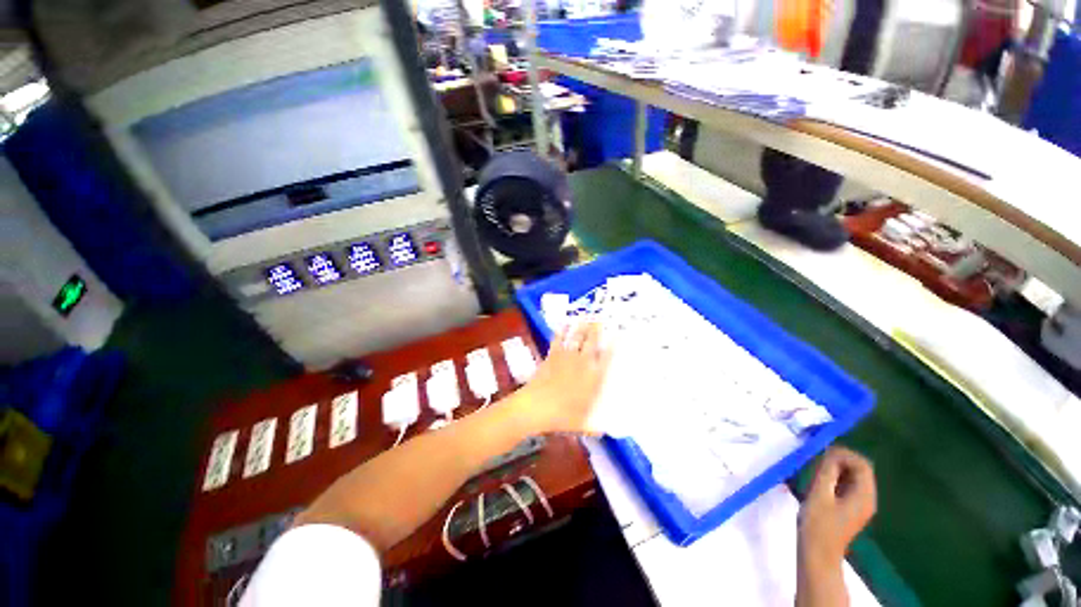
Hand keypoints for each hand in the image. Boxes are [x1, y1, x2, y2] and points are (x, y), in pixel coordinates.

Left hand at [514, 322, 612, 434]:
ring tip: (585, 317)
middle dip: (597, 330)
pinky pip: (558, 341)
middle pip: (592, 343)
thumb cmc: (561, 416)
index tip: (618, 336)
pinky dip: (561, 332)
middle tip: (600, 319)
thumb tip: (604, 431)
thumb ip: (595, 427)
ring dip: (581, 327)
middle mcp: (582, 364)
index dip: (613, 346)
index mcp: (593, 379)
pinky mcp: (552, 356)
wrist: (535, 407)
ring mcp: (566, 358)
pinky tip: (563, 324)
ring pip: (576, 338)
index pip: (607, 359)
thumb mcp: (582, 425)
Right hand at [799, 447, 876, 566]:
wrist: (818, 553)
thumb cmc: (818, 523)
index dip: (845, 455)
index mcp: (864, 496)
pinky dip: (836, 479)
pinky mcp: (851, 509)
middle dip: (841, 460)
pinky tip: (822, 482)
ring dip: (837, 469)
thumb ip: (828, 471)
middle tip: (819, 460)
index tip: (824, 453)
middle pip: (860, 470)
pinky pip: (848, 486)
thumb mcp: (820, 494)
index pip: (863, 465)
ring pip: (854, 478)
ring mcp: (860, 505)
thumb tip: (831, 452)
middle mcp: (868, 499)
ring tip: (817, 470)